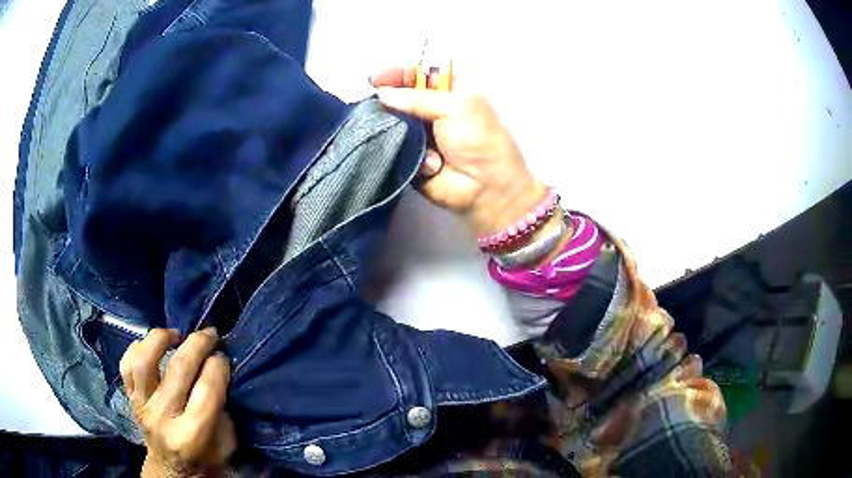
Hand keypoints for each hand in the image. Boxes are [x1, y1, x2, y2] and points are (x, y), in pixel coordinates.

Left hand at [120, 328, 235, 476]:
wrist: (171, 470)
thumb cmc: (205, 460)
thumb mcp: (226, 444)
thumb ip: (222, 410)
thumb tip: (218, 372)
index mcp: (192, 435)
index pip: (207, 390)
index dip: (218, 366)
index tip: (223, 356)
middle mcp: (164, 418)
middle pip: (179, 369)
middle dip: (198, 344)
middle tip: (210, 334)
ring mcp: (142, 406)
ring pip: (145, 361)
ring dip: (161, 339)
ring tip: (175, 335)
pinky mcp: (129, 398)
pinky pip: (126, 365)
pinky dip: (137, 348)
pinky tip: (152, 346)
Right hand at [370, 66, 546, 237]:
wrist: (485, 188)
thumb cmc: (478, 139)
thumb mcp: (454, 107)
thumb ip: (416, 97)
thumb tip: (381, 93)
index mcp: (450, 91)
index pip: (418, 74)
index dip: (398, 73)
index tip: (377, 79)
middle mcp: (433, 110)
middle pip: (401, 97)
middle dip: (387, 99)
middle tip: (372, 103)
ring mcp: (420, 135)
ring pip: (393, 122)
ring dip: (390, 126)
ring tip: (392, 131)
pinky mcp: (411, 157)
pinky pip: (394, 147)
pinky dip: (400, 150)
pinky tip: (420, 159)